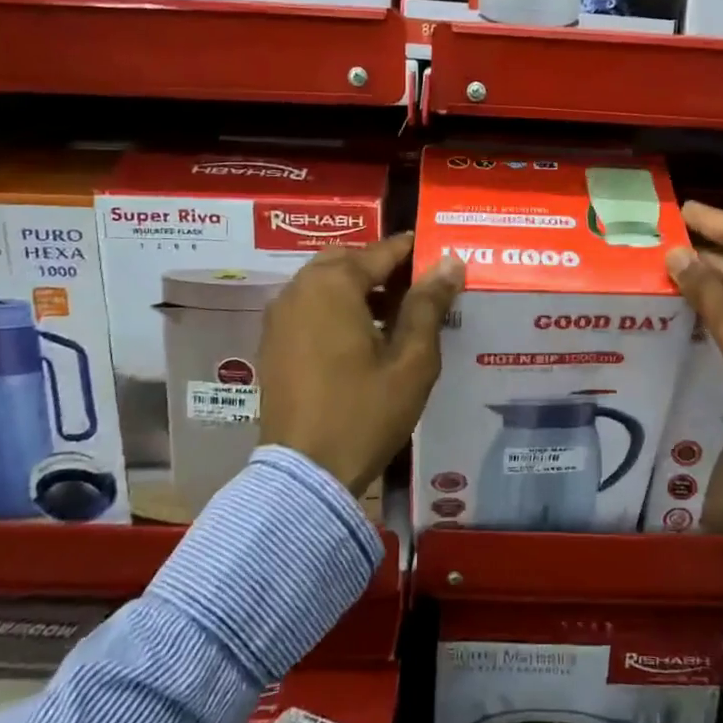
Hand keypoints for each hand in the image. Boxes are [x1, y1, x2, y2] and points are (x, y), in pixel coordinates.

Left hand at [258, 234, 464, 494]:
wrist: (305, 473)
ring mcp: (280, 316)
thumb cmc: (365, 412)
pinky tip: (363, 336)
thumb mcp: (411, 360)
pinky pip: (309, 306)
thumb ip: (429, 305)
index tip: (440, 250)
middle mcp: (299, 289)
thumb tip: (450, 262)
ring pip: (324, 282)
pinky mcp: (273, 342)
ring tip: (397, 313)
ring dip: (359, 286)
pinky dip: (336, 306)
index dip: (413, 249)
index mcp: (333, 285)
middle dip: (382, 266)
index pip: (381, 252)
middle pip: (347, 260)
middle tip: (418, 286)